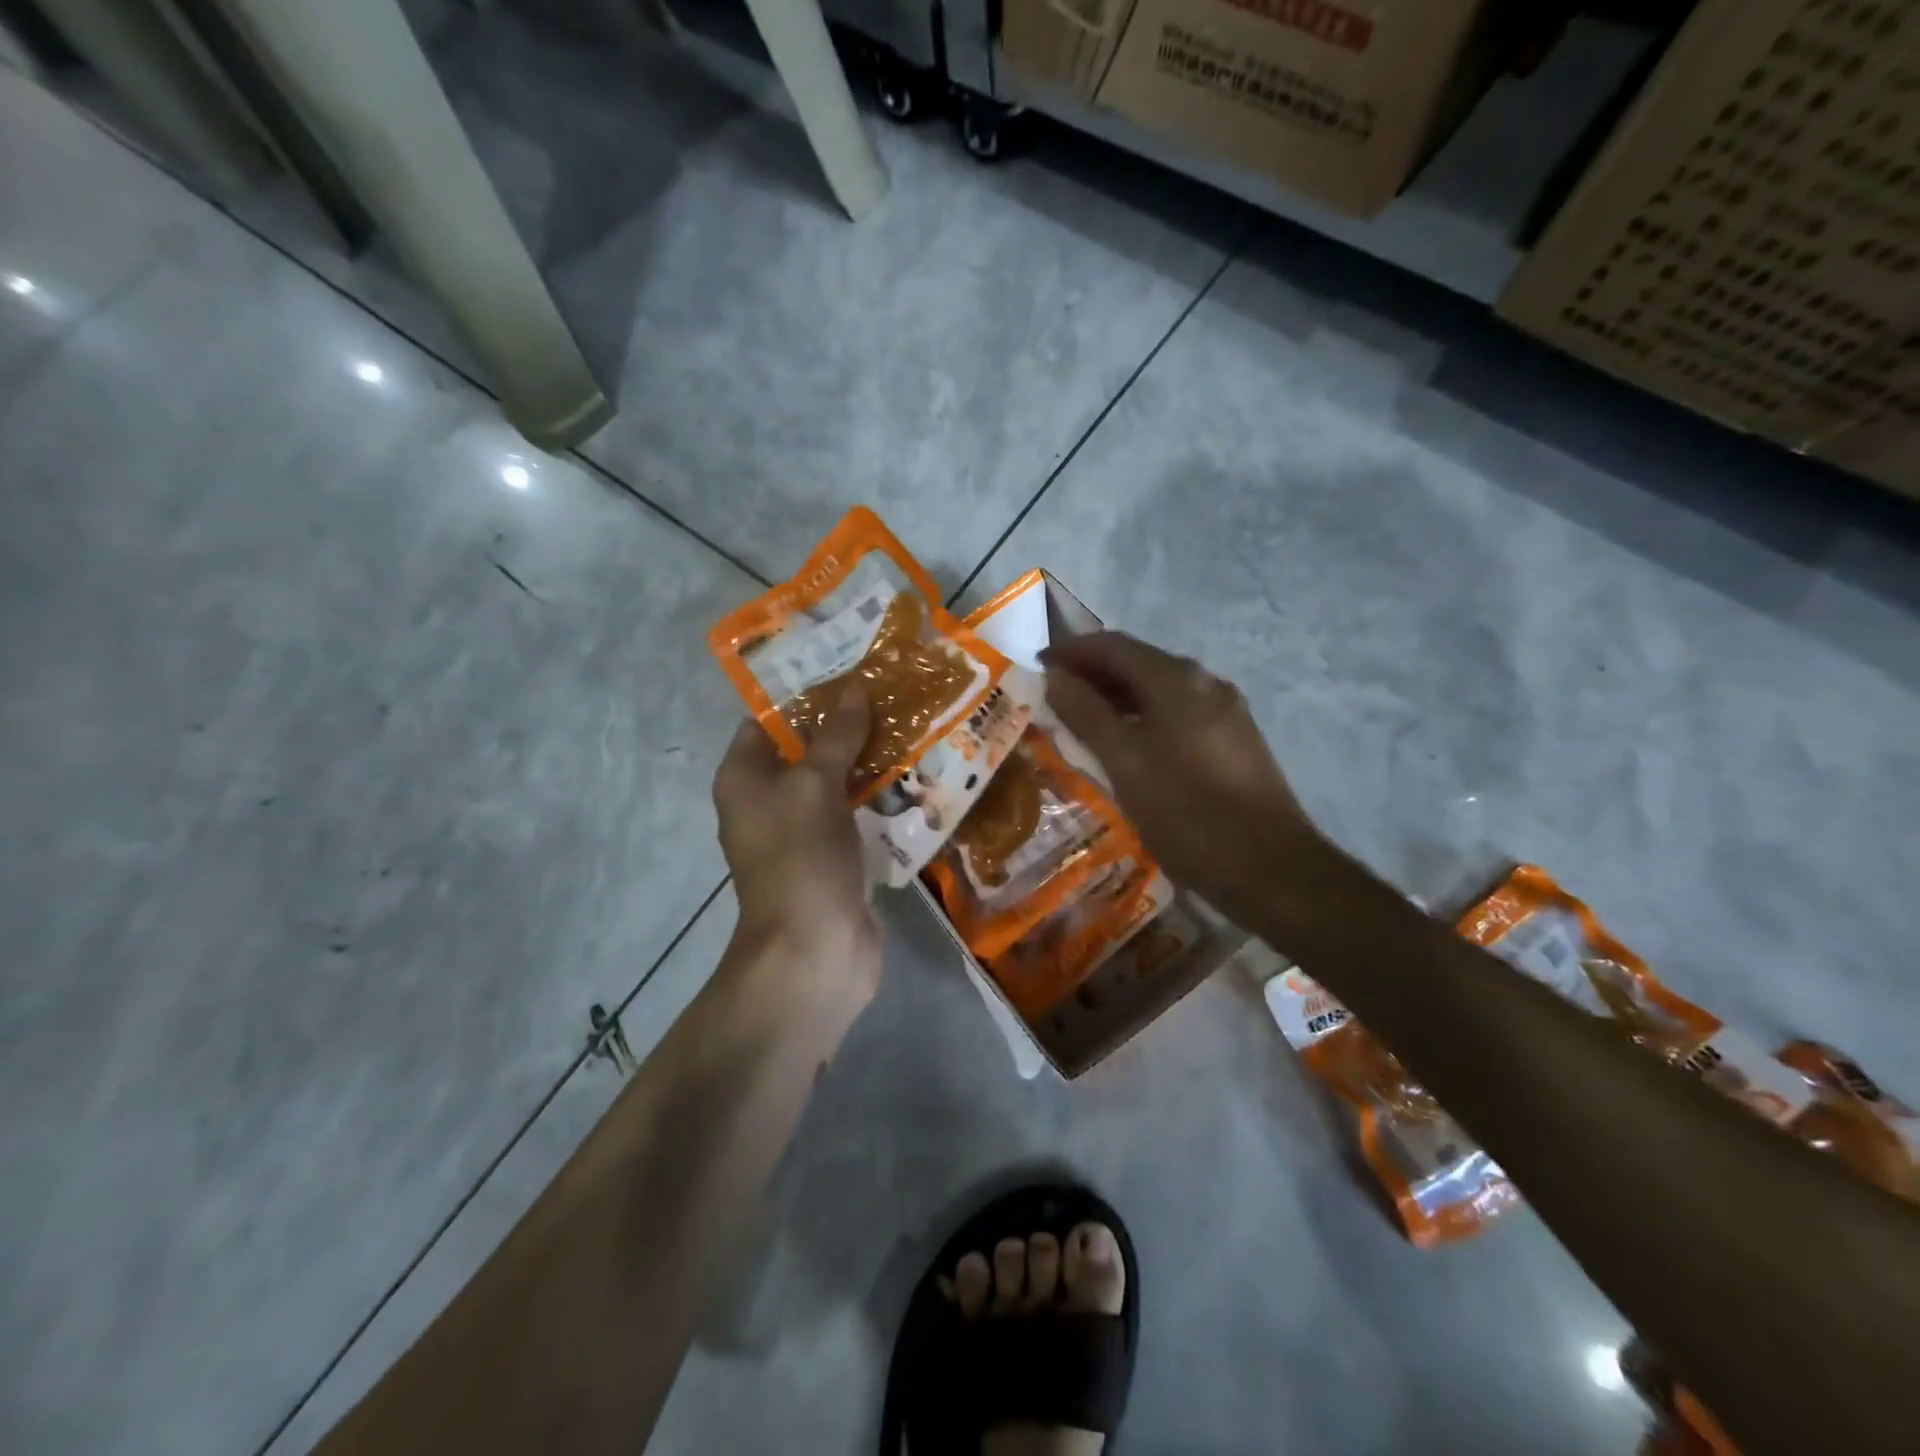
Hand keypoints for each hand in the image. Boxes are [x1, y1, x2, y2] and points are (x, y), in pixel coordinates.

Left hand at [712, 686, 881, 1008]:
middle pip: (806, 751)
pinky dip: (879, 798)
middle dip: (845, 726)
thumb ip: (836, 736)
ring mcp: (801, 833)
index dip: (803, 696)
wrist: (816, 951)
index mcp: (743, 779)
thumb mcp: (816, 785)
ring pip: (835, 784)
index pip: (766, 722)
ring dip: (868, 762)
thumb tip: (855, 689)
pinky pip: (855, 816)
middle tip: (891, 693)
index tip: (848, 671)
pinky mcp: (833, 858)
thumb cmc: (801, 857)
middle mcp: (767, 802)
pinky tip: (917, 776)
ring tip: (912, 725)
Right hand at [1042, 632, 1331, 933]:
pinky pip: (1177, 714)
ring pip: (1158, 691)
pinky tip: (1126, 746)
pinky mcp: (1234, 740)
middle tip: (1052, 697)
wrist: (1271, 868)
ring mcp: (1225, 711)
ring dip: (1116, 698)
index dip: (1071, 652)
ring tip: (1080, 722)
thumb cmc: (1187, 813)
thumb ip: (1086, 715)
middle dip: (1092, 674)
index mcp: (1176, 679)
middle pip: (1137, 663)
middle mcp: (1204, 682)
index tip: (1036, 667)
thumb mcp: (1125, 763)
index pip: (1113, 645)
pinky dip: (1142, 718)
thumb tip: (1055, 677)